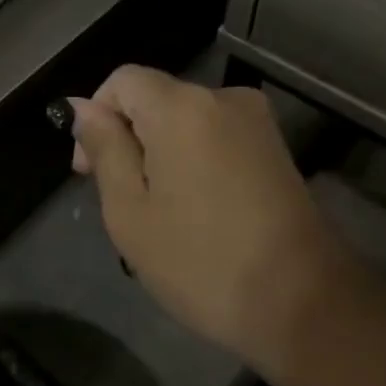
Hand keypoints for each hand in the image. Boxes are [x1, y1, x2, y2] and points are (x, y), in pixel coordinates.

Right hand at [69, 67, 382, 367]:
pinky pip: (215, 137)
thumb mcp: (130, 210)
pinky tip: (194, 210)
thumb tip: (81, 107)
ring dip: (159, 153)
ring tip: (157, 213)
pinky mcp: (275, 149)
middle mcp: (222, 98)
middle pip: (155, 98)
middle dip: (128, 139)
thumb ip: (104, 148)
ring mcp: (256, 122)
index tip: (87, 171)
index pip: (123, 80)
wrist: (304, 305)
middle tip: (120, 202)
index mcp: (181, 106)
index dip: (96, 116)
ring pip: (184, 121)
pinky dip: (192, 160)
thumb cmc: (201, 261)